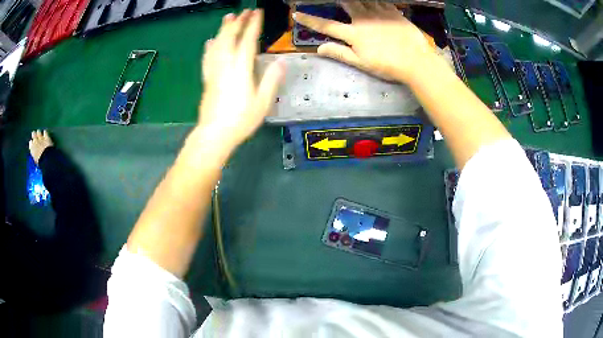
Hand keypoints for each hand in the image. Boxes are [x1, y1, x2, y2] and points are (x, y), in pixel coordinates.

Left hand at [199, 9, 283, 150]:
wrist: (214, 134)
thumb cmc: (240, 120)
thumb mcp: (262, 102)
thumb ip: (271, 80)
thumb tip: (281, 62)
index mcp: (240, 69)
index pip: (247, 41)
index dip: (252, 25)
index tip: (257, 13)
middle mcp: (225, 66)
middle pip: (230, 38)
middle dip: (238, 23)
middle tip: (244, 11)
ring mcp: (214, 71)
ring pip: (217, 44)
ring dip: (223, 29)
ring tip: (228, 17)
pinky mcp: (207, 79)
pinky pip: (208, 58)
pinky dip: (210, 47)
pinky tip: (210, 41)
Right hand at [293, 1, 435, 82]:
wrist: (416, 61)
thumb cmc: (387, 65)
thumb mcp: (361, 63)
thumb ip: (339, 53)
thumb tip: (319, 48)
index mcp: (354, 33)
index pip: (327, 26)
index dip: (310, 20)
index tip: (297, 14)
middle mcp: (363, 19)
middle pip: (346, 3)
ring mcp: (379, 13)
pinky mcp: (394, 12)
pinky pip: (380, 0)